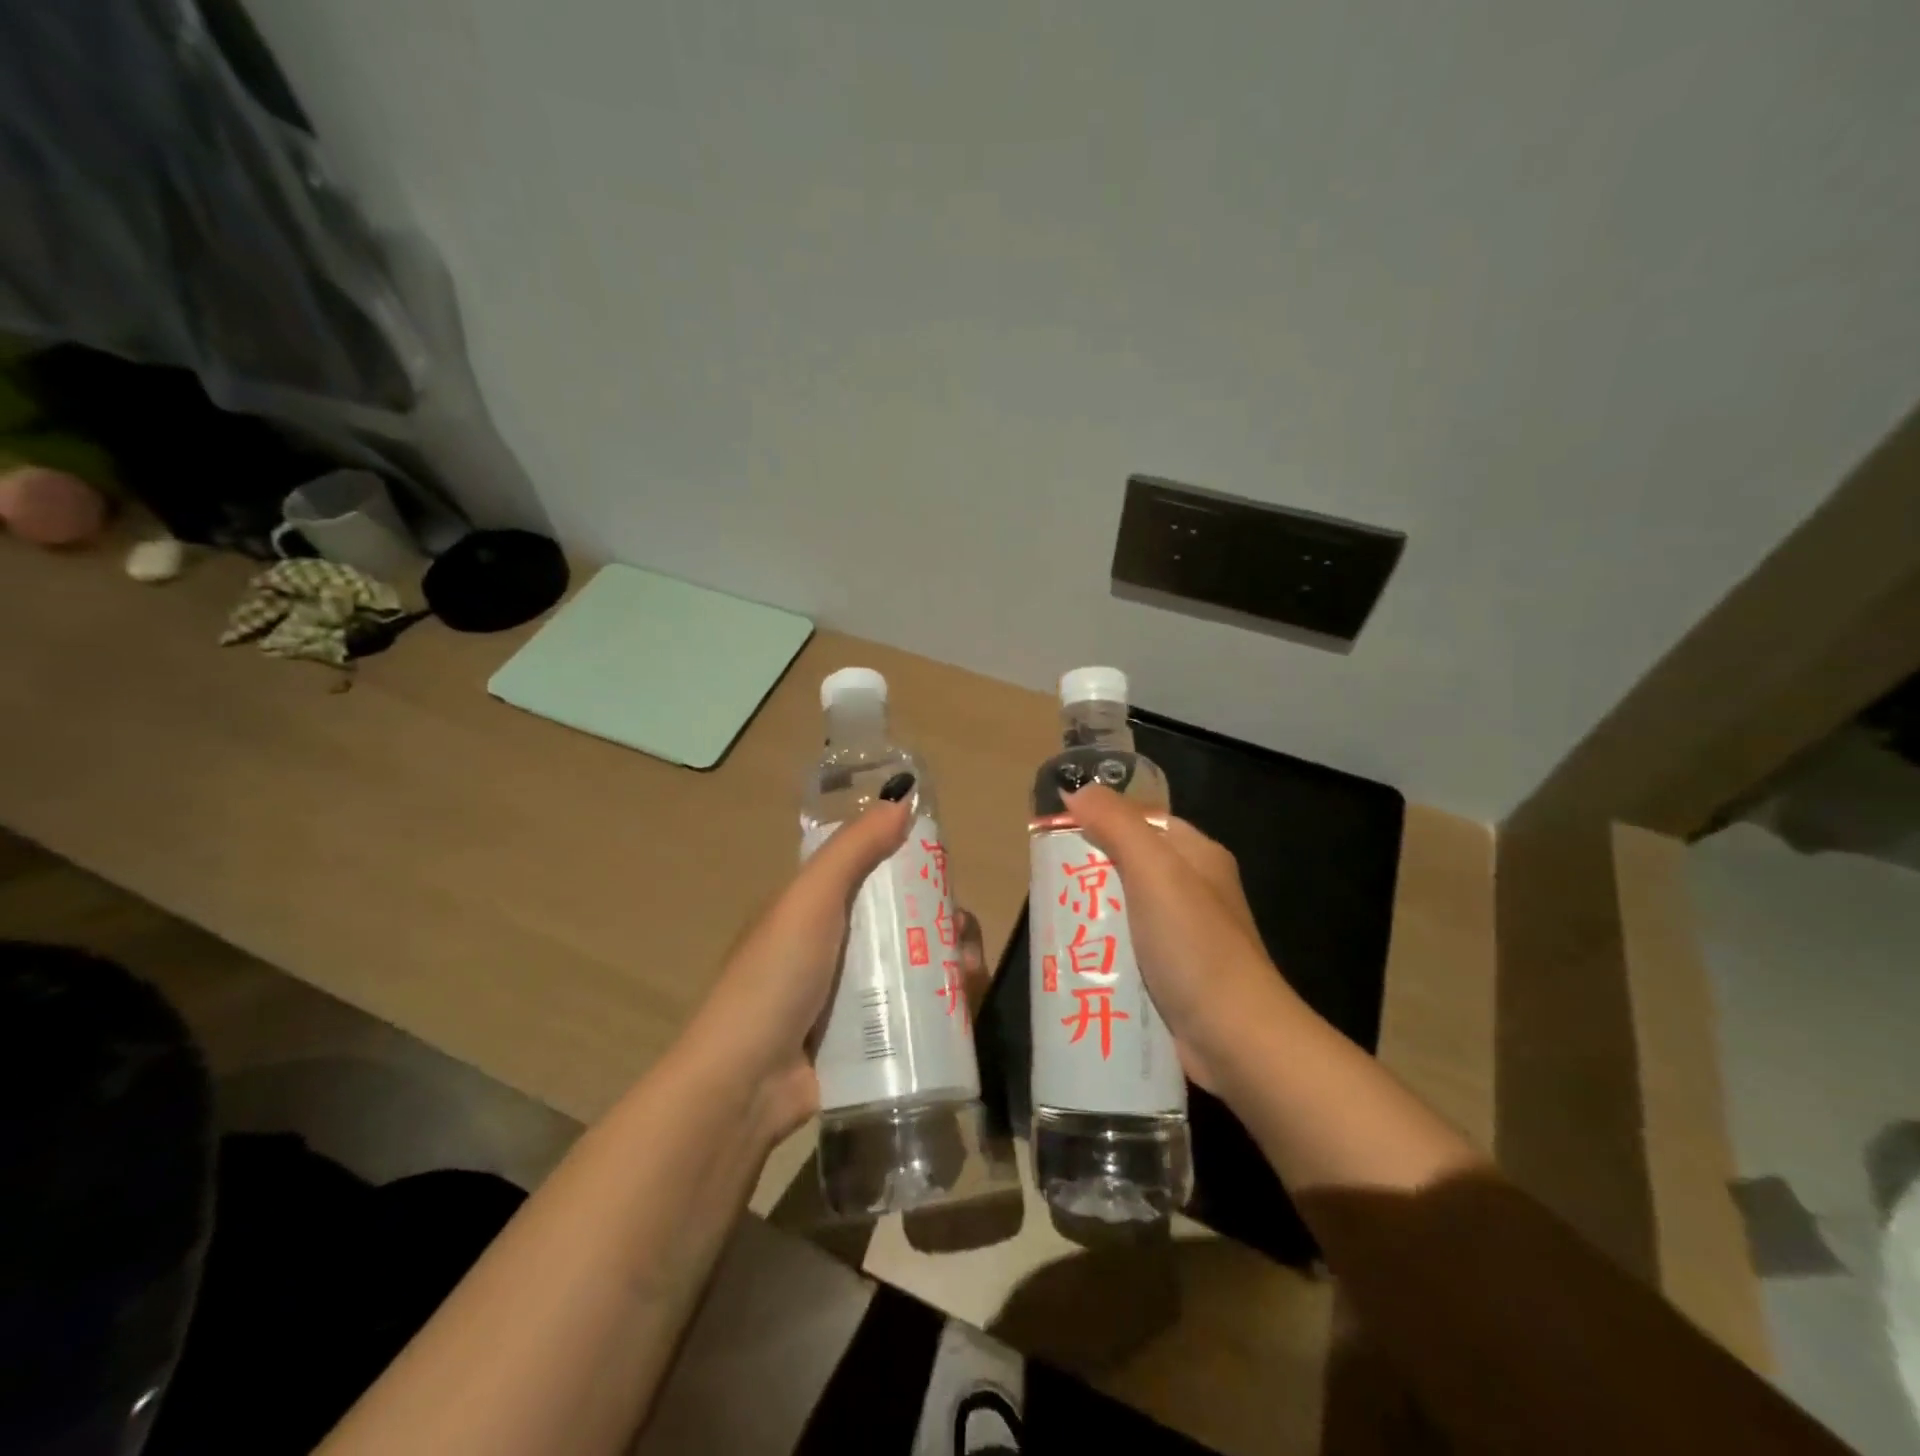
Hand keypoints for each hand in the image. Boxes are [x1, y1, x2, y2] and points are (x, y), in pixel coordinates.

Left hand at [683, 799, 988, 1144]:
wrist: (745, 1084)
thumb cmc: (775, 978)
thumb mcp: (810, 901)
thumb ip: (853, 849)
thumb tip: (901, 796)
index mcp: (816, 910)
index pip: (873, 876)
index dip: (911, 868)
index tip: (946, 874)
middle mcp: (835, 948)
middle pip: (902, 922)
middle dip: (941, 921)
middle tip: (963, 933)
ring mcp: (851, 997)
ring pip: (915, 966)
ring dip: (950, 962)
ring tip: (970, 971)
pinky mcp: (868, 1040)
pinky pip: (914, 1012)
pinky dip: (943, 1005)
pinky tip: (965, 1004)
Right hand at [1064, 785, 1290, 1089]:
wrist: (1236, 1038)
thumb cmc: (1194, 944)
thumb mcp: (1154, 871)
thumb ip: (1116, 824)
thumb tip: (1076, 788)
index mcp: (1197, 856)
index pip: (1143, 821)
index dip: (1101, 819)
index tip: (1056, 831)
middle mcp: (1194, 890)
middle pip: (1130, 866)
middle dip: (1089, 874)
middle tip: (1046, 884)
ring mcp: (1185, 936)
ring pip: (1125, 911)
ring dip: (1093, 918)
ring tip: (1052, 924)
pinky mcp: (1174, 976)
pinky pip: (1129, 951)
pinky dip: (1104, 953)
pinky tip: (1075, 961)